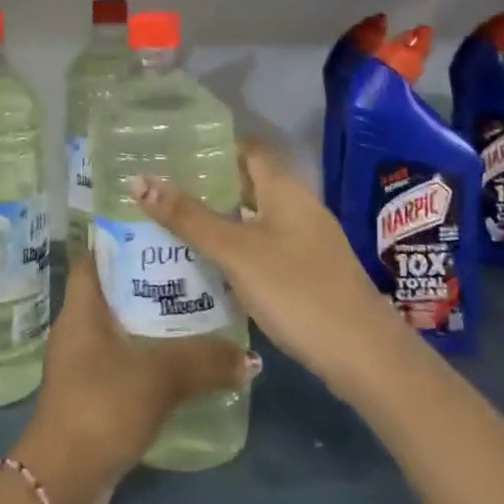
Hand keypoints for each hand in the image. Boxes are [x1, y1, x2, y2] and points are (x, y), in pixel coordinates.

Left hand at [14, 255, 255, 503]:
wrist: (64, 478)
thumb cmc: (102, 405)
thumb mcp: (159, 377)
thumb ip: (204, 362)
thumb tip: (250, 358)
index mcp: (81, 307)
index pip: (95, 255)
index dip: (121, 239)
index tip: (158, 230)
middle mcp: (76, 327)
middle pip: (112, 289)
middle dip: (147, 280)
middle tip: (190, 270)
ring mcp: (80, 362)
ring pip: (119, 327)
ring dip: (149, 321)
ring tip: (193, 312)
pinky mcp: (90, 393)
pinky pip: (121, 360)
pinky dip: (146, 355)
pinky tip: (178, 362)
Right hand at [128, 140, 404, 401]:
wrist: (364, 356)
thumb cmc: (297, 290)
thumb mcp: (235, 252)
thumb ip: (188, 217)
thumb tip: (139, 181)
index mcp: (285, 188)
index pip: (248, 149)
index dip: (214, 147)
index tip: (174, 154)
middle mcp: (299, 206)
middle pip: (249, 183)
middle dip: (209, 187)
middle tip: (163, 193)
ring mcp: (308, 240)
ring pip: (256, 218)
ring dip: (221, 220)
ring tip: (175, 226)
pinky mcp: (310, 271)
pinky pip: (265, 246)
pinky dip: (238, 248)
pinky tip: (211, 266)